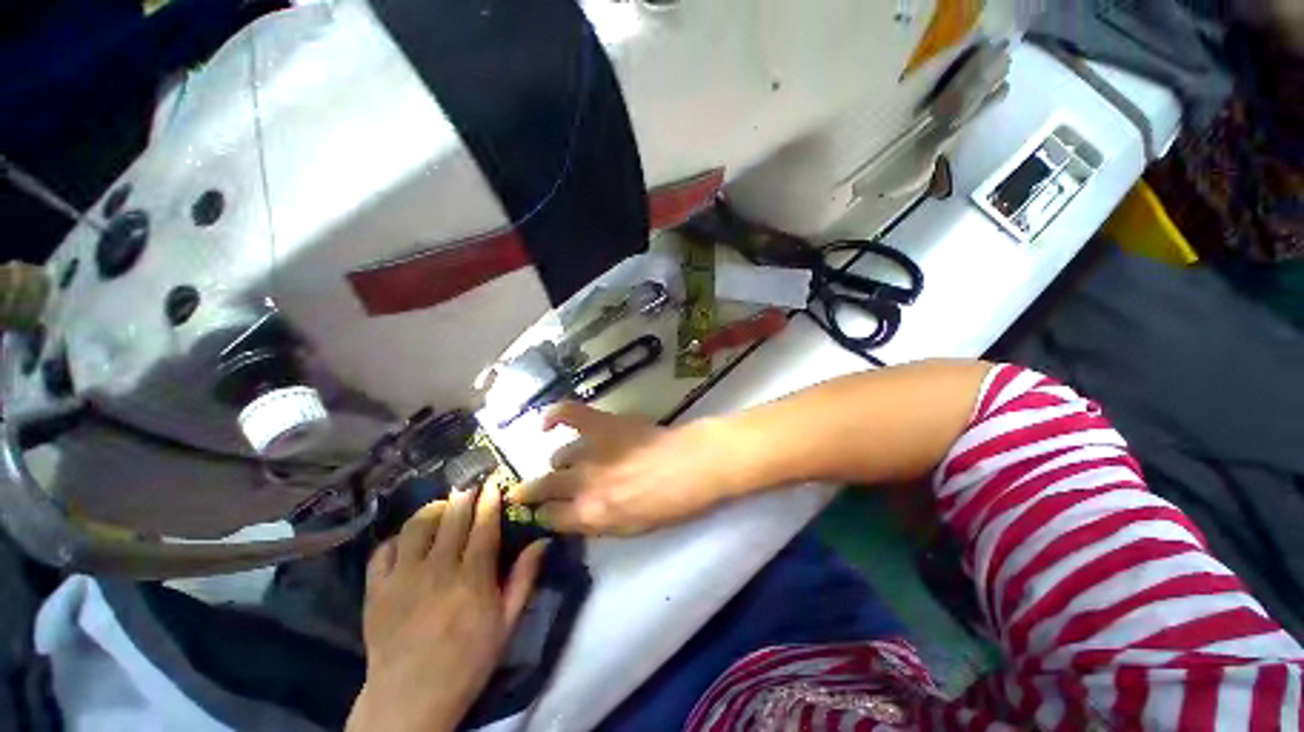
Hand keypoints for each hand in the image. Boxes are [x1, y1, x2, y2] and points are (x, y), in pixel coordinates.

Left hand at [347, 487, 546, 731]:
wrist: (411, 698)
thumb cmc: (467, 661)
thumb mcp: (506, 623)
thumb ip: (524, 579)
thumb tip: (542, 540)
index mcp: (472, 577)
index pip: (484, 525)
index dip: (489, 499)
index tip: (493, 482)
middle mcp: (437, 569)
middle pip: (452, 518)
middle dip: (463, 496)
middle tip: (469, 486)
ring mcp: (402, 578)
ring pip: (417, 526)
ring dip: (432, 510)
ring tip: (441, 507)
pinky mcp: (376, 590)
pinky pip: (383, 550)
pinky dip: (398, 538)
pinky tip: (408, 540)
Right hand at [508, 402, 738, 534]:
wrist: (694, 464)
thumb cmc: (671, 503)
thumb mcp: (633, 528)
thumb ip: (599, 523)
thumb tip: (579, 515)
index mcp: (591, 515)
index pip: (551, 519)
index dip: (546, 517)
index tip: (547, 513)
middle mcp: (583, 484)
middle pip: (543, 488)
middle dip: (531, 492)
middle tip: (528, 492)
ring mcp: (591, 451)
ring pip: (558, 457)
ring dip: (559, 463)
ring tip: (565, 462)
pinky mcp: (602, 424)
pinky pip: (569, 413)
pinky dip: (554, 416)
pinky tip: (548, 424)